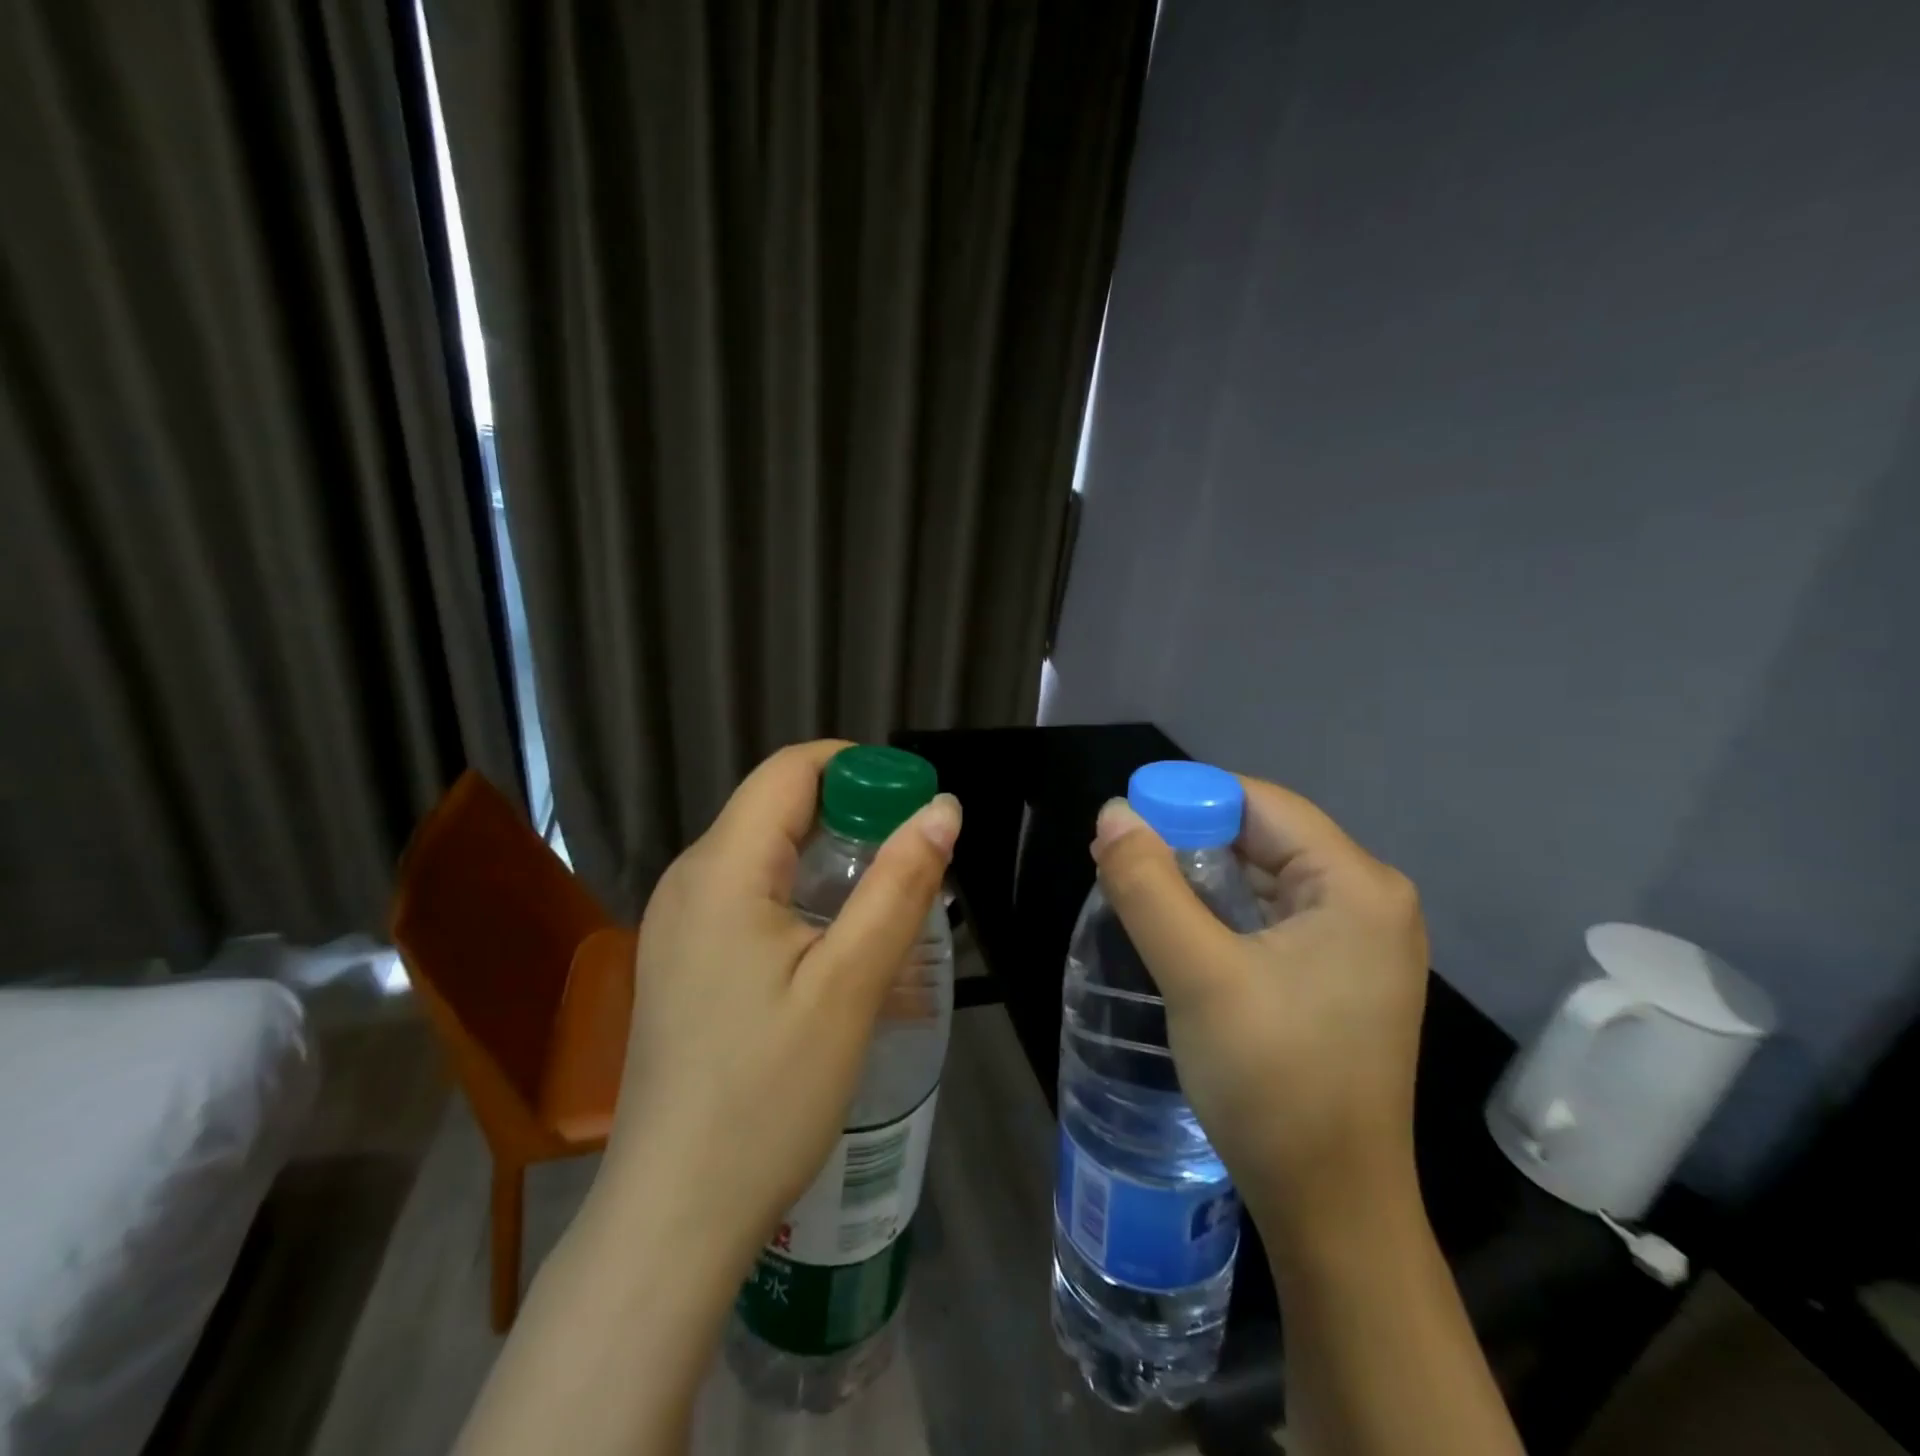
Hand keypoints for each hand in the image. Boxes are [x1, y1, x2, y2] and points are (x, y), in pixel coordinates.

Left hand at [593, 740, 961, 1274]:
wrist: (674, 1215)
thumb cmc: (767, 1095)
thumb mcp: (850, 985)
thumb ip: (900, 886)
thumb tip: (943, 808)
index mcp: (722, 868)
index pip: (791, 769)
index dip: (858, 767)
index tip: (914, 802)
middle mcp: (689, 879)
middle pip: (776, 806)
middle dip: (851, 813)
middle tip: (913, 859)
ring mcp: (677, 921)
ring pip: (764, 852)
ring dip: (830, 857)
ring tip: (886, 901)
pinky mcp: (681, 958)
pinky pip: (747, 894)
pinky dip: (800, 894)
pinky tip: (835, 944)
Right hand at [1091, 776, 1428, 1237]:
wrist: (1331, 1209)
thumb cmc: (1272, 1082)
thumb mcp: (1197, 974)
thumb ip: (1148, 884)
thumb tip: (1114, 812)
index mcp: (1356, 886)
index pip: (1261, 805)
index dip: (1188, 799)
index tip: (1125, 821)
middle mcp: (1371, 901)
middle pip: (1266, 837)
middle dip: (1189, 838)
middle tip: (1120, 856)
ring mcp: (1361, 942)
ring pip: (1265, 876)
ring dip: (1201, 875)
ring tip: (1136, 886)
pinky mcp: (1342, 975)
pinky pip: (1274, 915)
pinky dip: (1223, 909)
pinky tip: (1179, 925)